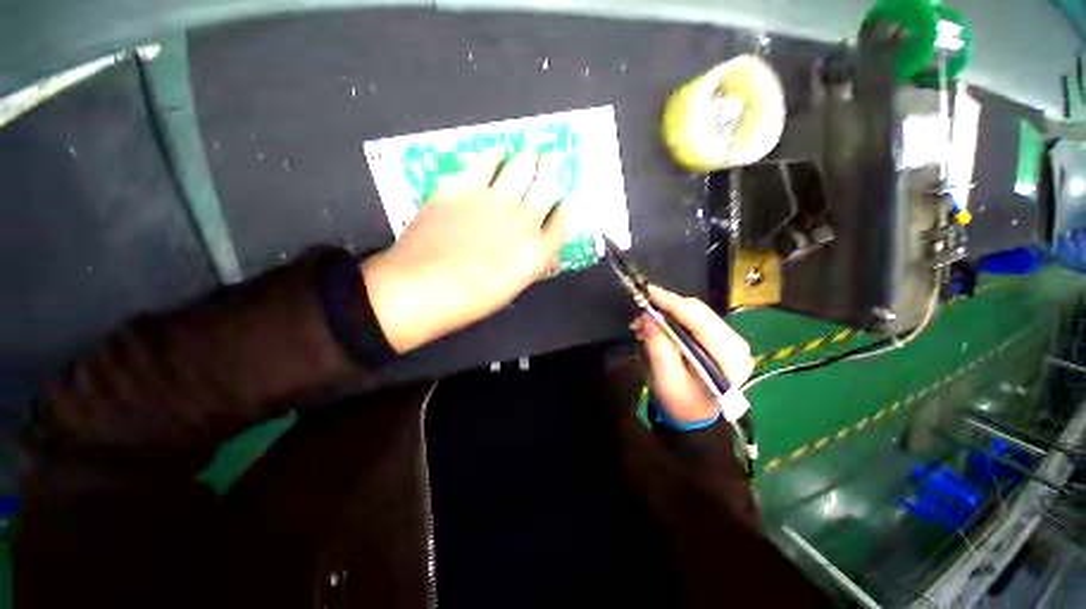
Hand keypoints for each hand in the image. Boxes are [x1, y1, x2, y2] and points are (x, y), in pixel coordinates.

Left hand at [362, 148, 568, 353]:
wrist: (422, 288)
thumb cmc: (470, 299)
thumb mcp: (511, 288)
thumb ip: (532, 265)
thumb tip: (547, 254)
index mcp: (537, 251)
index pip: (562, 221)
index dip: (564, 208)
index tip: (562, 201)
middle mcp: (524, 220)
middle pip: (548, 184)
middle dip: (552, 171)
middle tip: (550, 162)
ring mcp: (495, 200)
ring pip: (522, 166)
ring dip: (529, 159)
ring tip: (529, 155)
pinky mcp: (464, 186)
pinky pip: (486, 161)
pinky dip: (494, 156)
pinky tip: (496, 155)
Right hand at [634, 286, 753, 423]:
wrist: (693, 416)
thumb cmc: (681, 404)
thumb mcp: (666, 380)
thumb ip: (659, 348)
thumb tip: (647, 318)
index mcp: (730, 359)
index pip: (701, 321)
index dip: (673, 303)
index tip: (649, 291)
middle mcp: (736, 344)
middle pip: (699, 312)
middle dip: (667, 307)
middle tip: (641, 310)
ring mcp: (729, 340)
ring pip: (696, 312)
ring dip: (668, 312)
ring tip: (644, 322)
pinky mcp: (719, 339)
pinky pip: (694, 319)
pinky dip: (673, 317)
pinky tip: (657, 324)